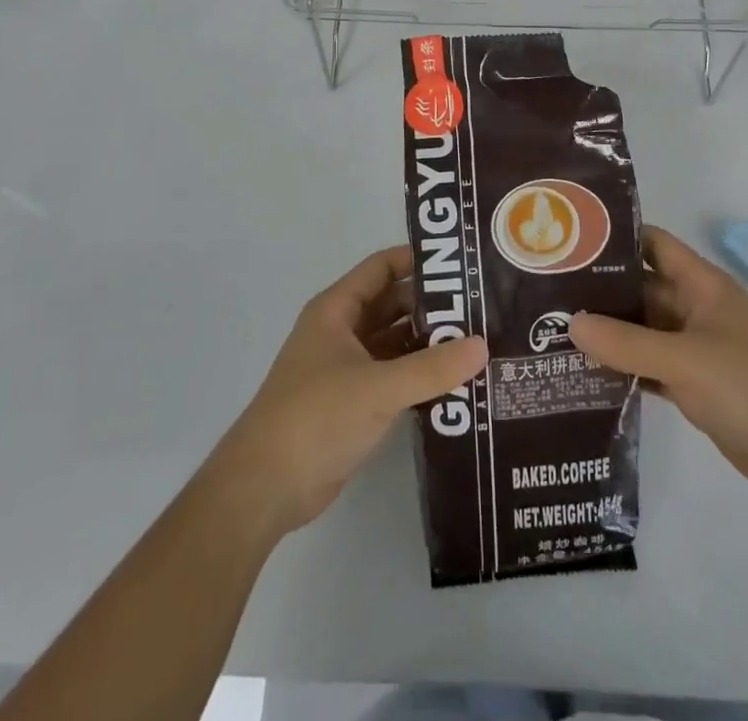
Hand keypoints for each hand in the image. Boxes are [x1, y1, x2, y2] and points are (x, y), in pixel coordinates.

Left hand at [206, 247, 486, 541]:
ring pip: (395, 342)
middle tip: (482, 308)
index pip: (382, 267)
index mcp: (337, 310)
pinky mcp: (354, 403)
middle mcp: (342, 331)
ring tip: (479, 344)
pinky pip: (394, 376)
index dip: (417, 260)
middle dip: (433, 306)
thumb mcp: (378, 388)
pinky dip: (420, 376)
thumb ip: (432, 368)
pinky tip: (457, 383)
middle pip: (393, 304)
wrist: (265, 488)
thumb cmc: (316, 417)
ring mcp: (347, 368)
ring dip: (430, 343)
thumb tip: (483, 346)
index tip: (462, 264)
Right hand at [570, 226, 747, 503]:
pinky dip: (620, 368)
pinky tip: (581, 374)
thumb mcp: (686, 359)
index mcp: (700, 285)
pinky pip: (646, 367)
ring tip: (550, 331)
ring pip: (639, 331)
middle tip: (546, 293)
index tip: (568, 241)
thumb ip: (628, 343)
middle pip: (639, 290)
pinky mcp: (690, 385)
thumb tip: (570, 323)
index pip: (652, 245)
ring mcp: (691, 349)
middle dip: (598, 291)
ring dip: (605, 332)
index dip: (615, 238)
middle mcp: (692, 309)